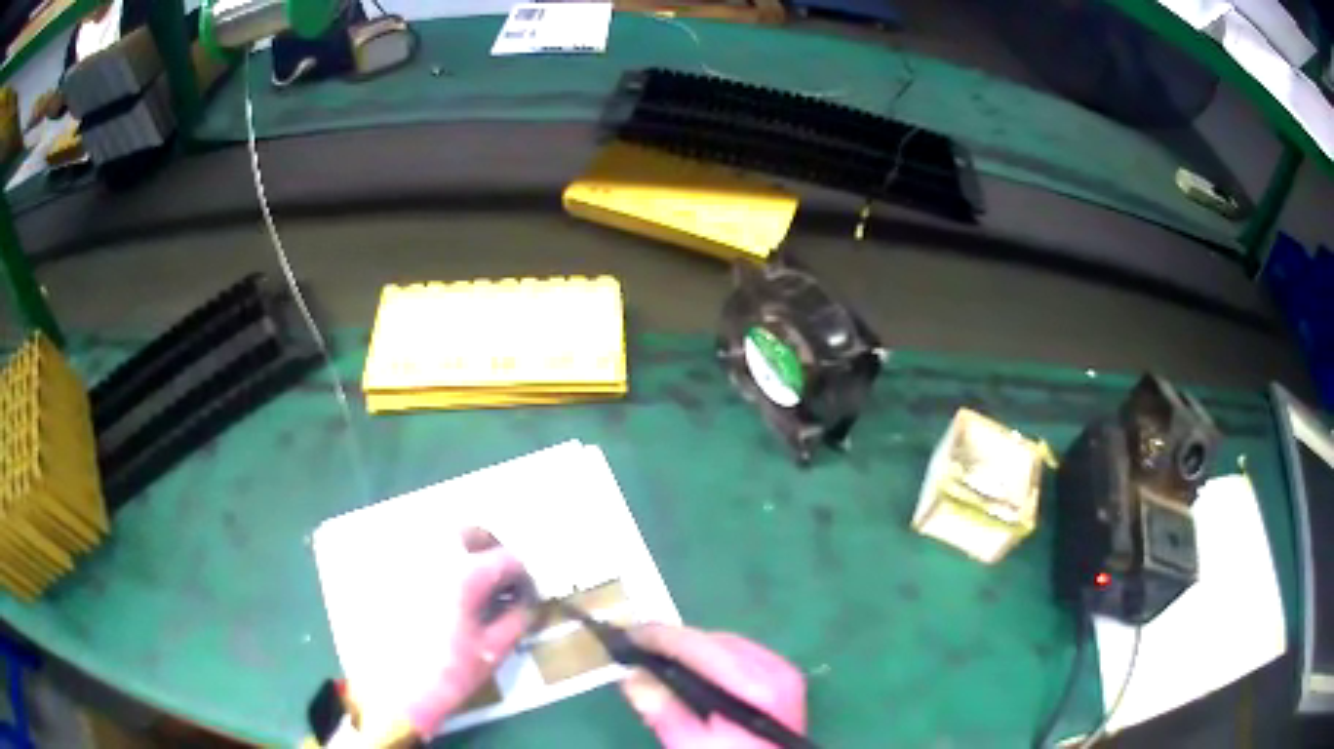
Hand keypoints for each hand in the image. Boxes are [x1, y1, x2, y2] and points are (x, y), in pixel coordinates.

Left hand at [400, 527, 531, 737]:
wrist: (392, 692)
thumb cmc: (446, 675)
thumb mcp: (491, 652)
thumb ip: (514, 621)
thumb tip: (522, 604)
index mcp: (464, 574)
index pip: (505, 559)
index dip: (521, 576)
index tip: (524, 592)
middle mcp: (431, 554)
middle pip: (468, 532)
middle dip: (488, 550)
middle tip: (496, 577)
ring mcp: (402, 559)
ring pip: (435, 537)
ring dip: (456, 551)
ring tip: (464, 581)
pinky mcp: (380, 570)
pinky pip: (408, 553)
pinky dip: (426, 563)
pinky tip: (430, 589)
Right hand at [620, 625, 807, 747]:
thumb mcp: (692, 745)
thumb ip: (664, 712)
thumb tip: (633, 675)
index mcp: (754, 687)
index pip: (699, 645)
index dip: (659, 636)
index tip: (627, 634)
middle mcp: (774, 670)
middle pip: (714, 640)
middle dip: (675, 642)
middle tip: (637, 650)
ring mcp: (784, 672)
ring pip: (727, 644)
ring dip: (693, 648)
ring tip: (658, 658)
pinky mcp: (784, 678)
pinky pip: (741, 654)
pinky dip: (713, 657)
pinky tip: (692, 670)